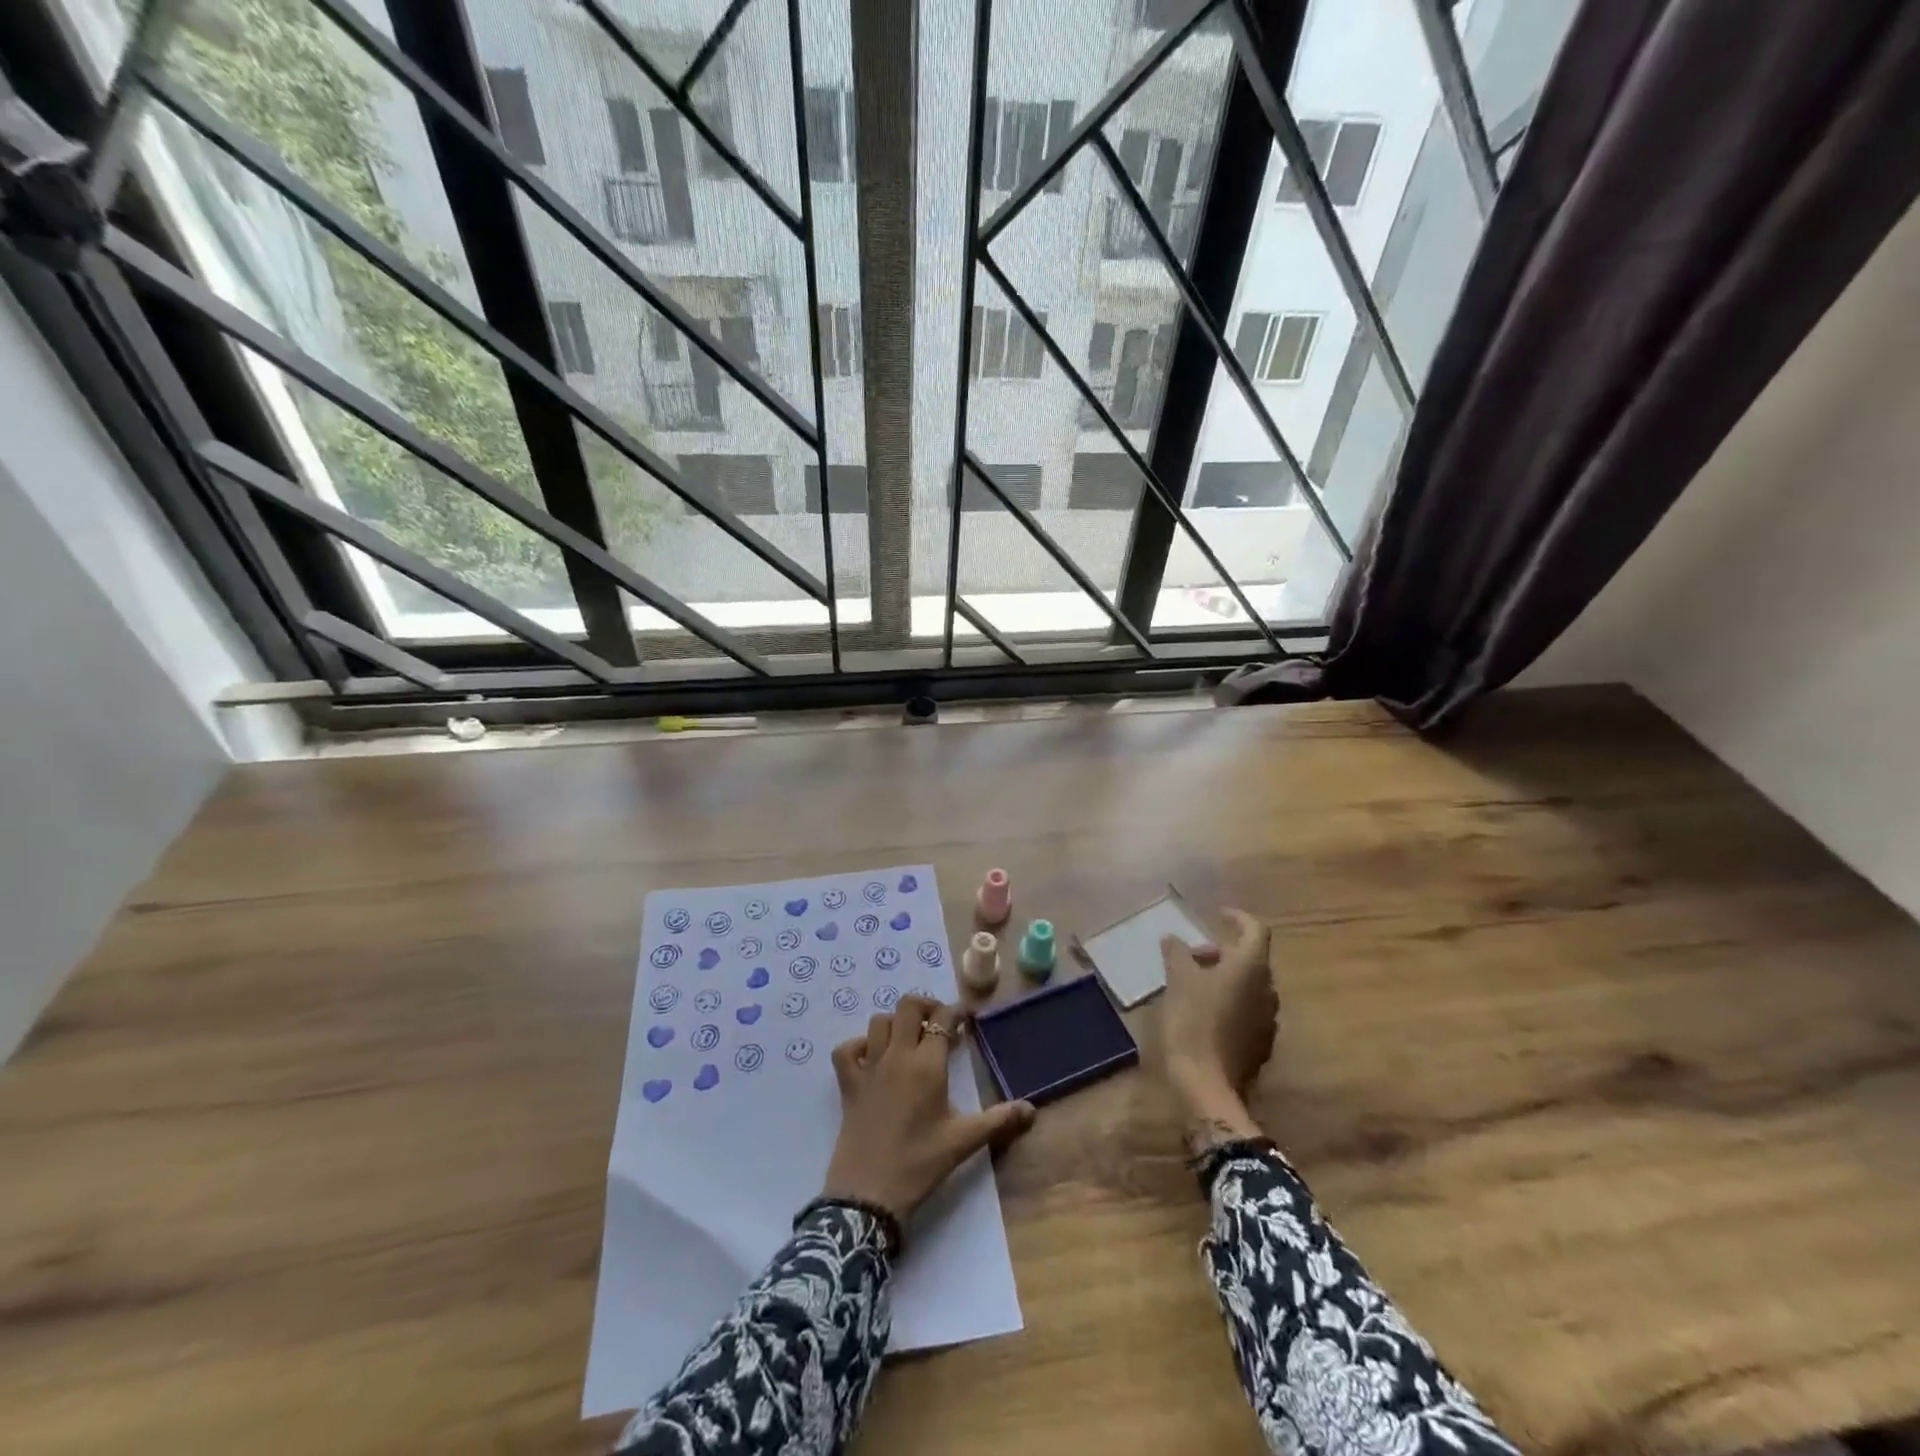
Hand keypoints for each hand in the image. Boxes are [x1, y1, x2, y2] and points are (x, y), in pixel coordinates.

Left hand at [823, 996, 1035, 1220]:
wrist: (868, 1194)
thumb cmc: (919, 1164)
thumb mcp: (963, 1141)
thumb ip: (998, 1121)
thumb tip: (1032, 1110)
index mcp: (927, 1065)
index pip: (943, 1019)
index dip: (957, 1012)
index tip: (968, 1019)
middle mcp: (897, 1056)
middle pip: (907, 1006)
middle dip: (926, 1007)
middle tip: (940, 1026)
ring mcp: (869, 1068)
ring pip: (879, 1022)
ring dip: (896, 1023)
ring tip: (910, 1040)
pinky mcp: (848, 1085)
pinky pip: (847, 1050)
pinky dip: (859, 1046)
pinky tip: (872, 1058)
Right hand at [1161, 908, 1276, 1118]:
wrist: (1208, 1084)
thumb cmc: (1193, 1021)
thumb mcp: (1178, 981)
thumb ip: (1177, 953)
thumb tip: (1172, 937)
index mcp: (1251, 968)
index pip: (1255, 930)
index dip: (1238, 919)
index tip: (1217, 915)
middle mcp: (1268, 989)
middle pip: (1251, 959)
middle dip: (1222, 952)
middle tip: (1192, 956)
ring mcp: (1268, 1019)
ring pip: (1250, 986)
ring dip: (1226, 977)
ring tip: (1194, 984)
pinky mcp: (1262, 1043)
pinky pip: (1249, 1010)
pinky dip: (1231, 1001)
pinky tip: (1205, 1013)